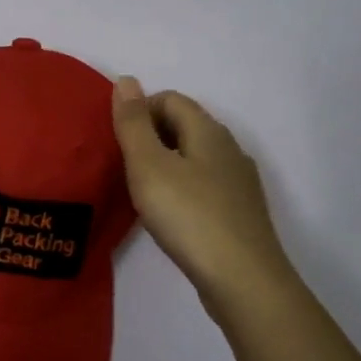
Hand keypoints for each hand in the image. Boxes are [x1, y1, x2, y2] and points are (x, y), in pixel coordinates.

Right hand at [112, 77, 298, 313]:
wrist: (242, 280)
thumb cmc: (189, 216)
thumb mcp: (149, 165)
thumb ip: (134, 123)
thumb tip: (126, 80)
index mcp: (208, 131)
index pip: (170, 99)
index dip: (140, 111)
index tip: (117, 141)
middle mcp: (229, 149)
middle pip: (185, 126)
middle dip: (151, 137)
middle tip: (123, 166)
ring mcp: (239, 182)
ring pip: (195, 157)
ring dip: (166, 164)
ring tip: (141, 191)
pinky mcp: (240, 212)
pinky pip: (205, 185)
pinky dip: (182, 188)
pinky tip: (170, 215)